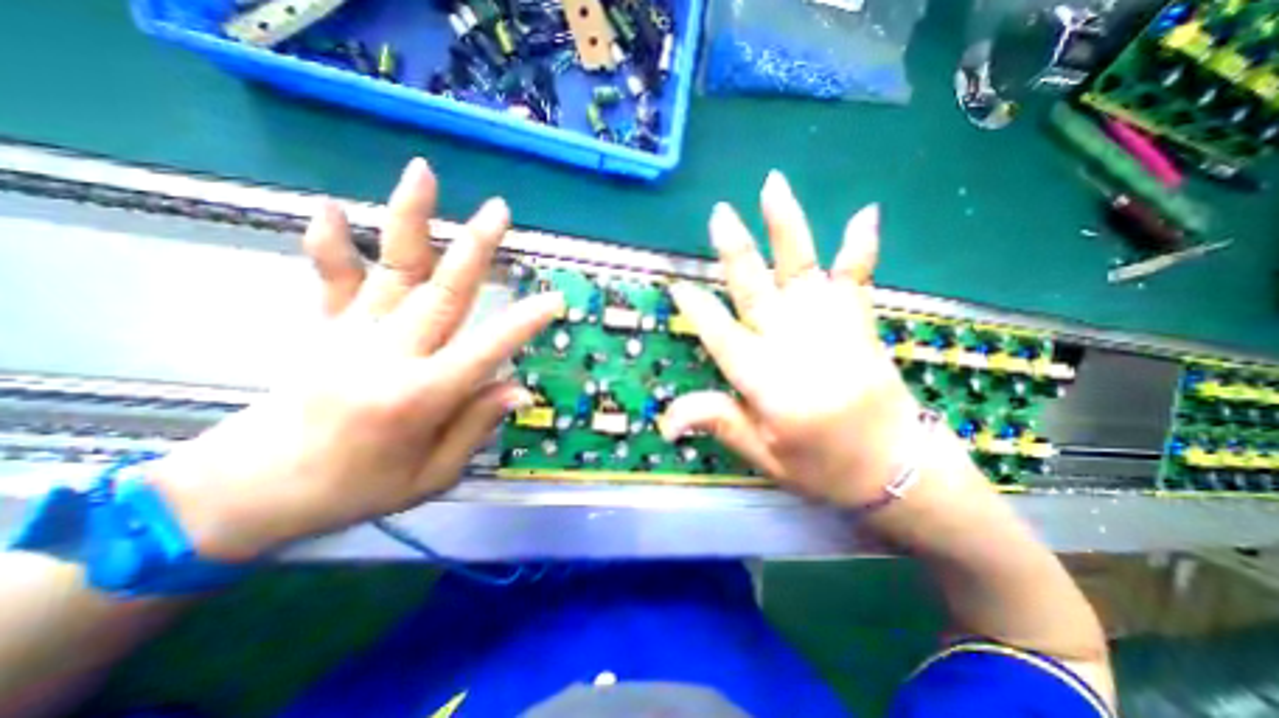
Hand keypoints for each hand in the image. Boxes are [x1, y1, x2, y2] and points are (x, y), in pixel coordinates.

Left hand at [147, 160, 559, 562]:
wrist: (250, 490)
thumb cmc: (355, 490)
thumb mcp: (431, 477)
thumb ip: (475, 427)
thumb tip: (517, 389)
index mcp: (419, 397)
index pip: (485, 349)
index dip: (522, 323)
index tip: (553, 300)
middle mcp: (389, 355)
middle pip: (443, 292)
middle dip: (476, 249)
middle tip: (500, 212)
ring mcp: (352, 335)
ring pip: (392, 269)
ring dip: (410, 220)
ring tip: (425, 174)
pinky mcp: (326, 329)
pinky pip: (332, 281)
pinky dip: (333, 244)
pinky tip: (333, 207)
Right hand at [666, 170, 924, 505]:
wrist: (900, 470)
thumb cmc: (824, 467)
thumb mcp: (764, 455)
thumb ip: (719, 424)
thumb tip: (666, 421)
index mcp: (766, 380)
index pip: (720, 334)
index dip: (696, 309)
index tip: (676, 285)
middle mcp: (794, 344)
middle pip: (755, 289)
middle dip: (734, 251)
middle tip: (718, 215)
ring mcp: (831, 328)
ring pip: (801, 269)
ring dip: (786, 228)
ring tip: (772, 186)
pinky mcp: (860, 324)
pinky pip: (857, 279)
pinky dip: (860, 246)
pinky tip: (864, 212)